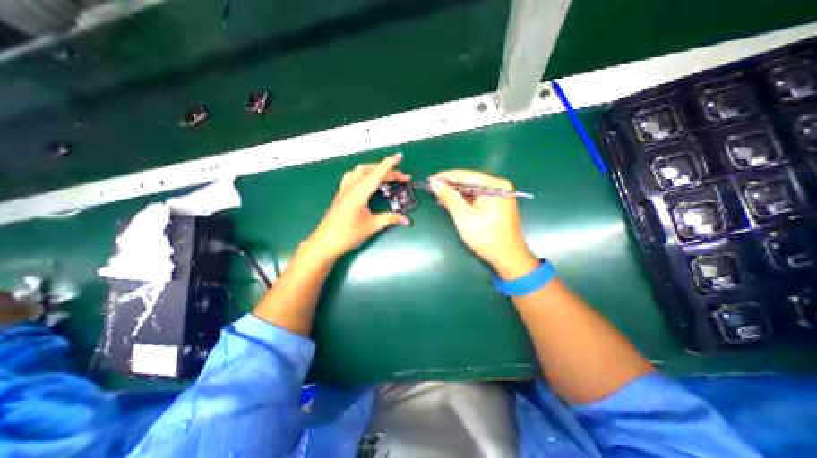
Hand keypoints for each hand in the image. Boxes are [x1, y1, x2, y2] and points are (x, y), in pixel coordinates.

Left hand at [305, 153, 412, 259]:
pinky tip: (366, 180)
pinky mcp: (341, 194)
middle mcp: (351, 187)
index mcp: (359, 192)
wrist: (324, 243)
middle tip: (402, 178)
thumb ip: (390, 219)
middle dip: (388, 171)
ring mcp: (344, 189)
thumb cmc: (348, 234)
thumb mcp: (371, 226)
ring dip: (374, 170)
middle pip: (371, 171)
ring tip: (386, 176)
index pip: (377, 174)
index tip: (399, 156)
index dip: (389, 164)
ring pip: (360, 171)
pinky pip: (352, 177)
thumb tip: (408, 220)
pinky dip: (363, 174)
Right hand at [431, 168, 540, 279]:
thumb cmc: (486, 236)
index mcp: (494, 185)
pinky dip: (464, 199)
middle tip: (432, 188)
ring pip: (472, 189)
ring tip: (439, 196)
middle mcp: (499, 185)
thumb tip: (434, 182)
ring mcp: (499, 194)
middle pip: (469, 181)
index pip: (466, 175)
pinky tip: (452, 202)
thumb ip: (449, 197)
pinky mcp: (497, 203)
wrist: (507, 257)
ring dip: (456, 193)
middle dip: (450, 185)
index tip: (429, 179)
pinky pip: (476, 196)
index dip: (446, 176)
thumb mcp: (464, 216)